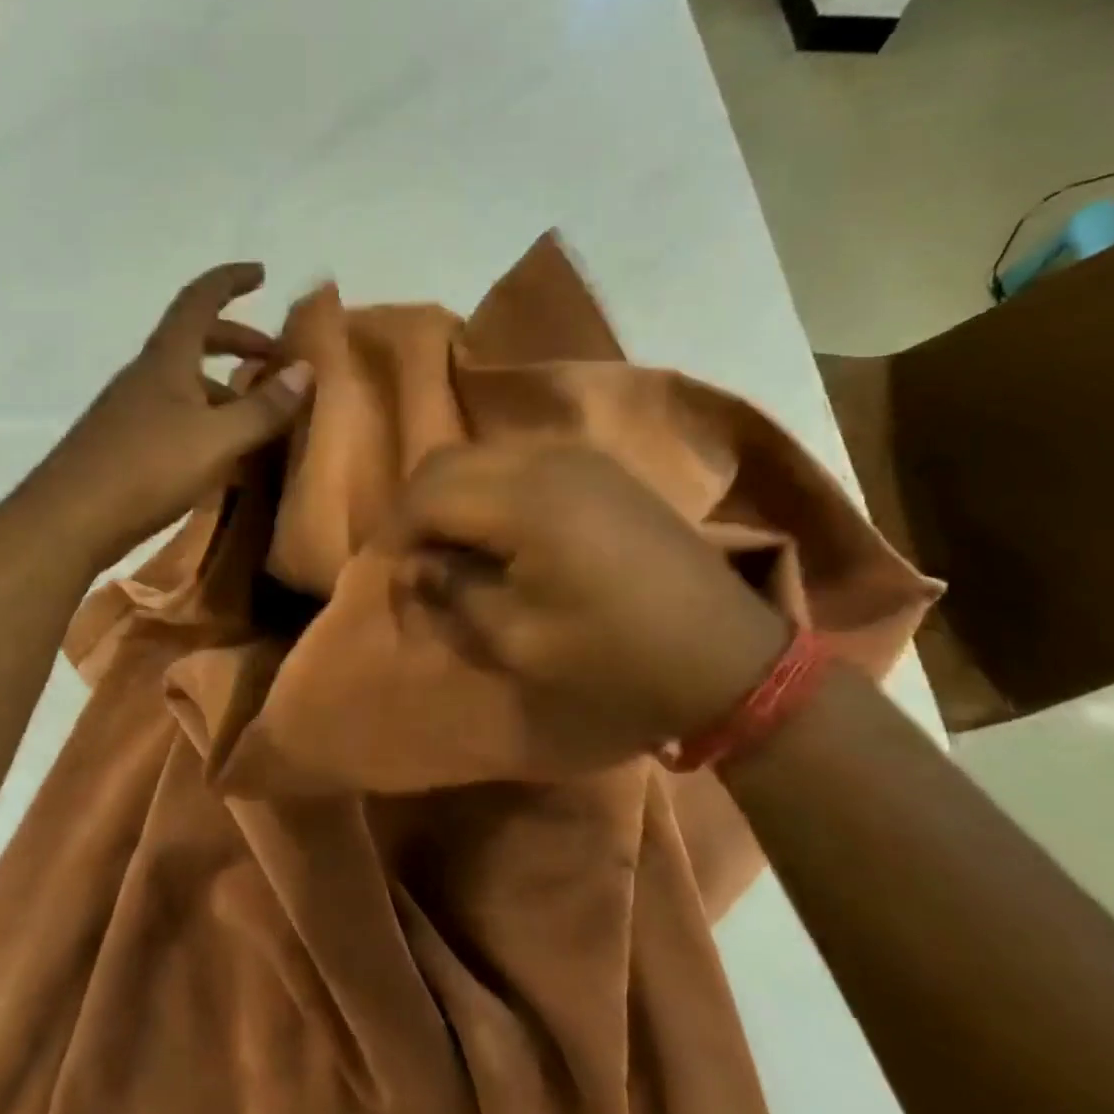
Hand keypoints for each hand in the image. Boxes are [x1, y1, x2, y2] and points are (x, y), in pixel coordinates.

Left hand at [35, 263, 312, 569]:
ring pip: (186, 383)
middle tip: (273, 356)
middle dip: (237, 341)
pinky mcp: (126, 443)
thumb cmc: (146, 469)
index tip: (261, 273)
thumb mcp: (217, 440)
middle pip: (195, 341)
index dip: (230, 281)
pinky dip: (207, 421)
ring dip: (224, 387)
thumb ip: (263, 408)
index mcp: (166, 359)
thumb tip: (306, 370)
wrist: (69, 520)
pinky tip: (224, 455)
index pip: (199, 300)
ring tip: (260, 414)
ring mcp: (132, 410)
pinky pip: (176, 416)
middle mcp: (147, 375)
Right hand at [397, 442, 788, 751]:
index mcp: (523, 502)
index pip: (427, 493)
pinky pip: (519, 460)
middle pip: (447, 461)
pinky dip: (490, 489)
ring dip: (452, 495)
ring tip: (451, 548)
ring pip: (482, 455)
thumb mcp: (517, 639)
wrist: (724, 656)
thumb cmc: (613, 658)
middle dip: (416, 507)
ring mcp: (578, 457)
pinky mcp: (600, 467)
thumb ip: (453, 592)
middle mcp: (545, 460)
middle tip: (412, 559)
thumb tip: (415, 564)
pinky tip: (499, 533)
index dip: (395, 531)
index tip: (389, 572)